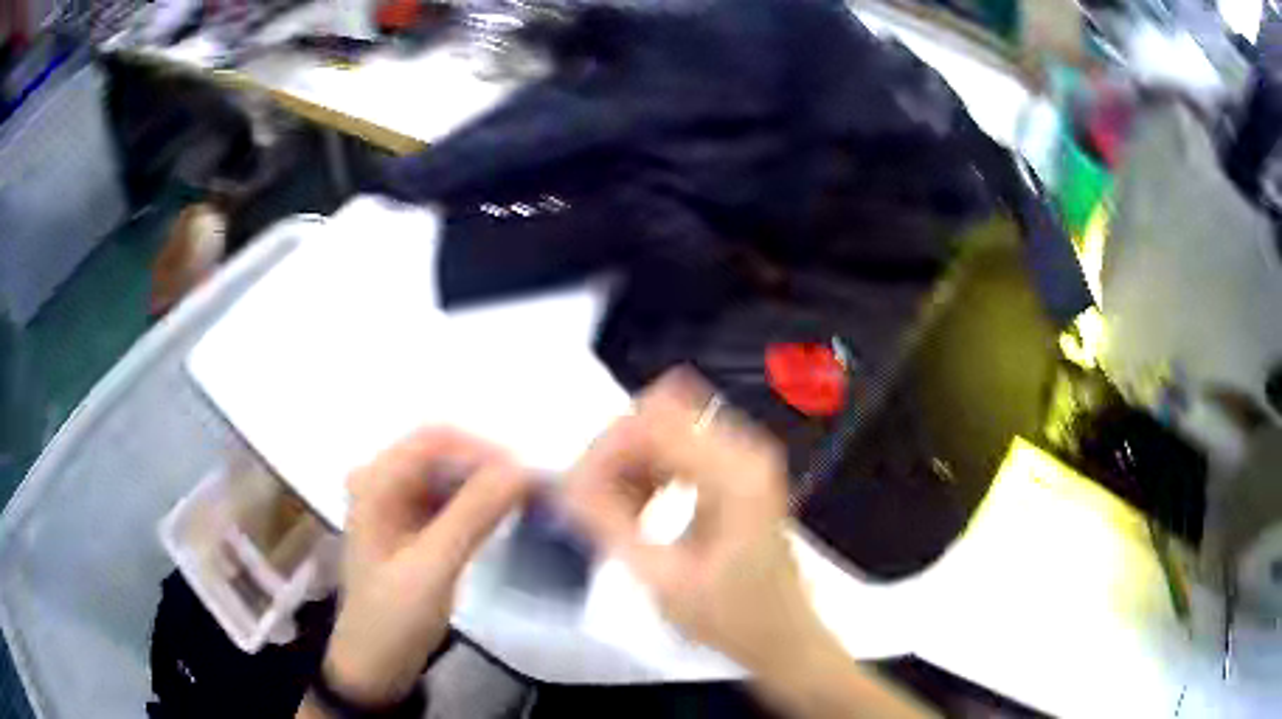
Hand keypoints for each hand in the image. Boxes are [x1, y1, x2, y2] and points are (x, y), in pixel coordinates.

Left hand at [322, 428, 530, 705]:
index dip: (482, 449)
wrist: (376, 664)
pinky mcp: (411, 524)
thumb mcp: (432, 567)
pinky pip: (449, 498)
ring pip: (449, 474)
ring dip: (486, 484)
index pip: (433, 440)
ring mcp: (395, 503)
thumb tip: (522, 470)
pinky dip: (477, 503)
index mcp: (374, 483)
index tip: (526, 475)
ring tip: (525, 502)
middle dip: (487, 466)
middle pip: (442, 453)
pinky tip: (502, 517)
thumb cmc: (393, 617)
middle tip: (533, 491)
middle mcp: (381, 482)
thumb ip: (474, 515)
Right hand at [563, 370, 825, 676]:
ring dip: (630, 462)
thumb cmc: (729, 617)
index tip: (575, 491)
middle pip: (658, 412)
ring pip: (665, 425)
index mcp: (734, 473)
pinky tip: (640, 509)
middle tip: (592, 502)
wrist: (781, 635)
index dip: (605, 449)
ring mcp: (744, 455)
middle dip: (616, 453)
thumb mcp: (662, 579)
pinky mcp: (738, 468)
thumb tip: (563, 485)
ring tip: (617, 514)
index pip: (652, 421)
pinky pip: (678, 445)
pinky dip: (649, 470)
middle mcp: (744, 448)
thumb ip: (608, 525)